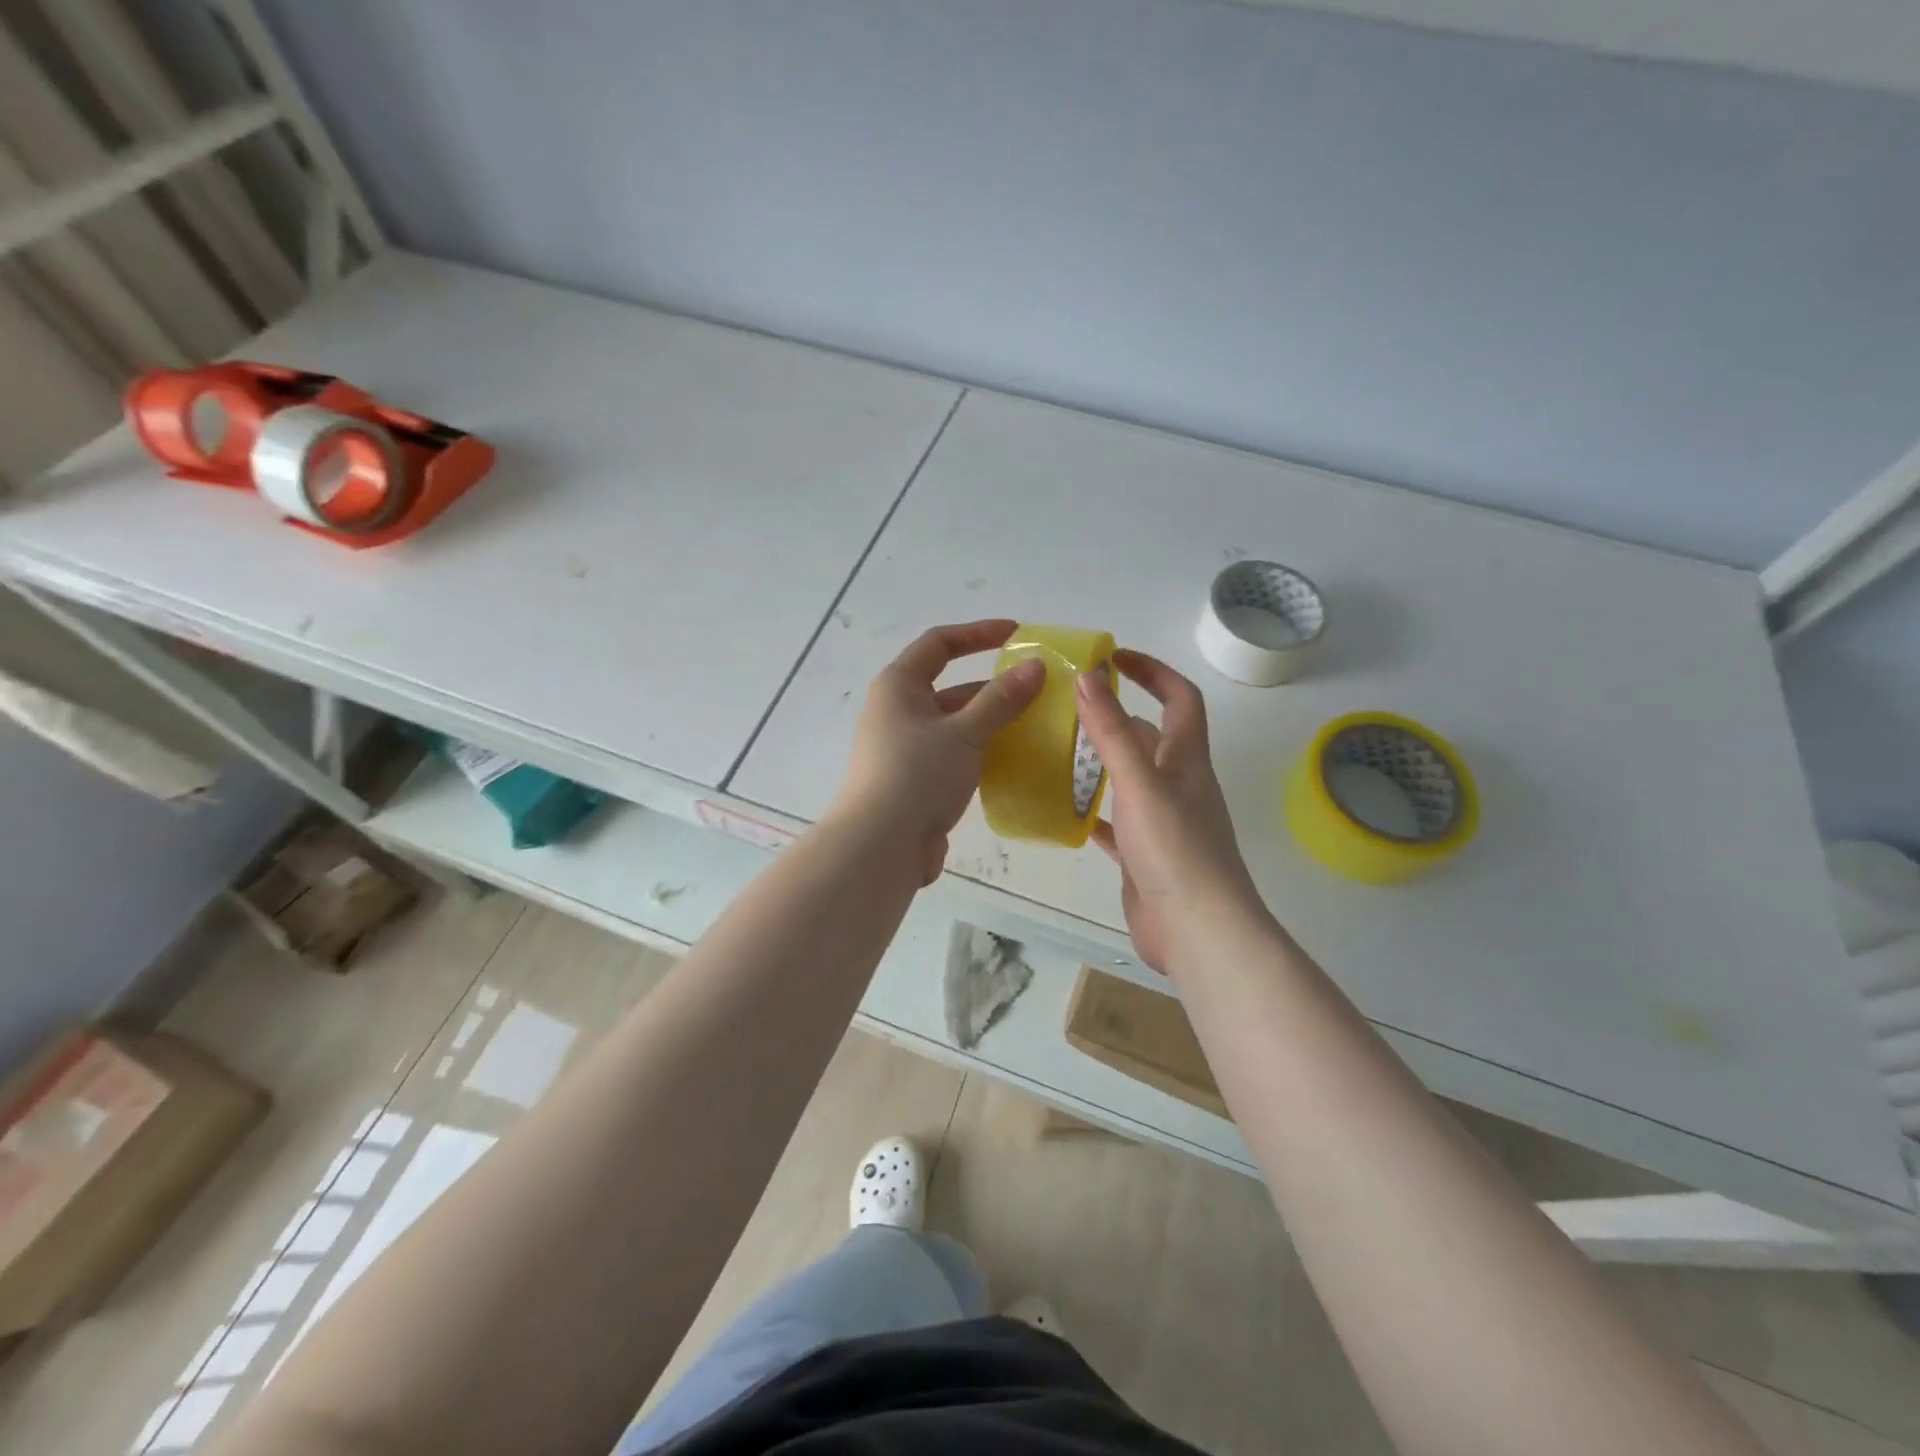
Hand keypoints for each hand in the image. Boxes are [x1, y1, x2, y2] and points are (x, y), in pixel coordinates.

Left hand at [828, 620, 1045, 883]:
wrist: (880, 846)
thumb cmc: (917, 775)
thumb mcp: (965, 732)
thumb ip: (1002, 699)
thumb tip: (1036, 666)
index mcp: (899, 686)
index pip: (939, 644)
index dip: (978, 633)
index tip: (1017, 634)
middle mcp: (897, 711)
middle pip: (950, 686)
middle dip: (993, 687)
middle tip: (1037, 690)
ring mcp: (904, 748)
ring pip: (955, 724)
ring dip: (990, 722)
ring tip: (1034, 726)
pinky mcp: (914, 780)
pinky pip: (953, 754)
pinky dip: (981, 752)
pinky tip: (1012, 761)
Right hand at [1077, 651, 1266, 971]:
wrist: (1198, 930)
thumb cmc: (1175, 849)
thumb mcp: (1140, 782)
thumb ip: (1111, 731)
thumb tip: (1088, 675)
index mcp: (1185, 759)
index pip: (1180, 698)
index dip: (1153, 671)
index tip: (1114, 657)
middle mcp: (1178, 784)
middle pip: (1150, 736)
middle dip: (1116, 716)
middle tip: (1068, 708)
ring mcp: (1163, 822)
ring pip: (1131, 779)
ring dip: (1102, 762)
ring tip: (1059, 752)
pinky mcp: (1145, 855)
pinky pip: (1117, 823)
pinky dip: (1096, 813)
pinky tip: (1067, 812)